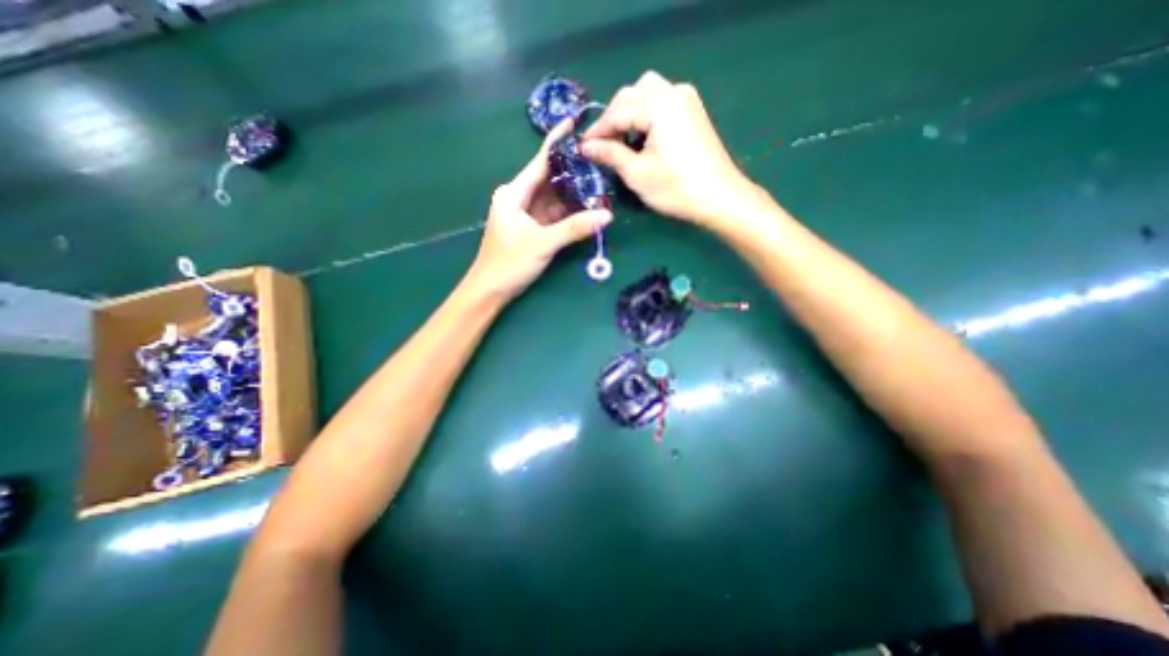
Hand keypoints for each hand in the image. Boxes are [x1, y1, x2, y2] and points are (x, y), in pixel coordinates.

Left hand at [470, 120, 615, 300]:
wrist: (490, 290)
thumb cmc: (509, 263)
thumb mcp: (542, 244)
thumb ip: (574, 229)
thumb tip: (607, 216)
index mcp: (514, 194)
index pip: (539, 162)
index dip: (557, 143)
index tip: (574, 123)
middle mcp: (518, 199)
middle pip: (549, 179)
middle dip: (572, 172)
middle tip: (599, 162)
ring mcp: (525, 215)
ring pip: (552, 198)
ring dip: (573, 194)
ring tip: (599, 184)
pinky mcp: (531, 229)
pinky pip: (552, 215)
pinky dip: (568, 212)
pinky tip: (586, 208)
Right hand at [576, 70, 757, 228]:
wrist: (718, 198)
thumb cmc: (675, 188)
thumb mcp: (637, 173)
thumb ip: (609, 154)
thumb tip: (586, 146)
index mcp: (659, 104)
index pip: (618, 111)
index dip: (598, 130)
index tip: (581, 147)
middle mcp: (673, 91)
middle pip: (631, 94)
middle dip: (612, 118)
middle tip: (600, 144)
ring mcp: (687, 99)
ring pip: (646, 93)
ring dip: (629, 112)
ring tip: (620, 139)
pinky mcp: (693, 111)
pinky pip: (661, 102)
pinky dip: (646, 115)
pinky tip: (641, 136)